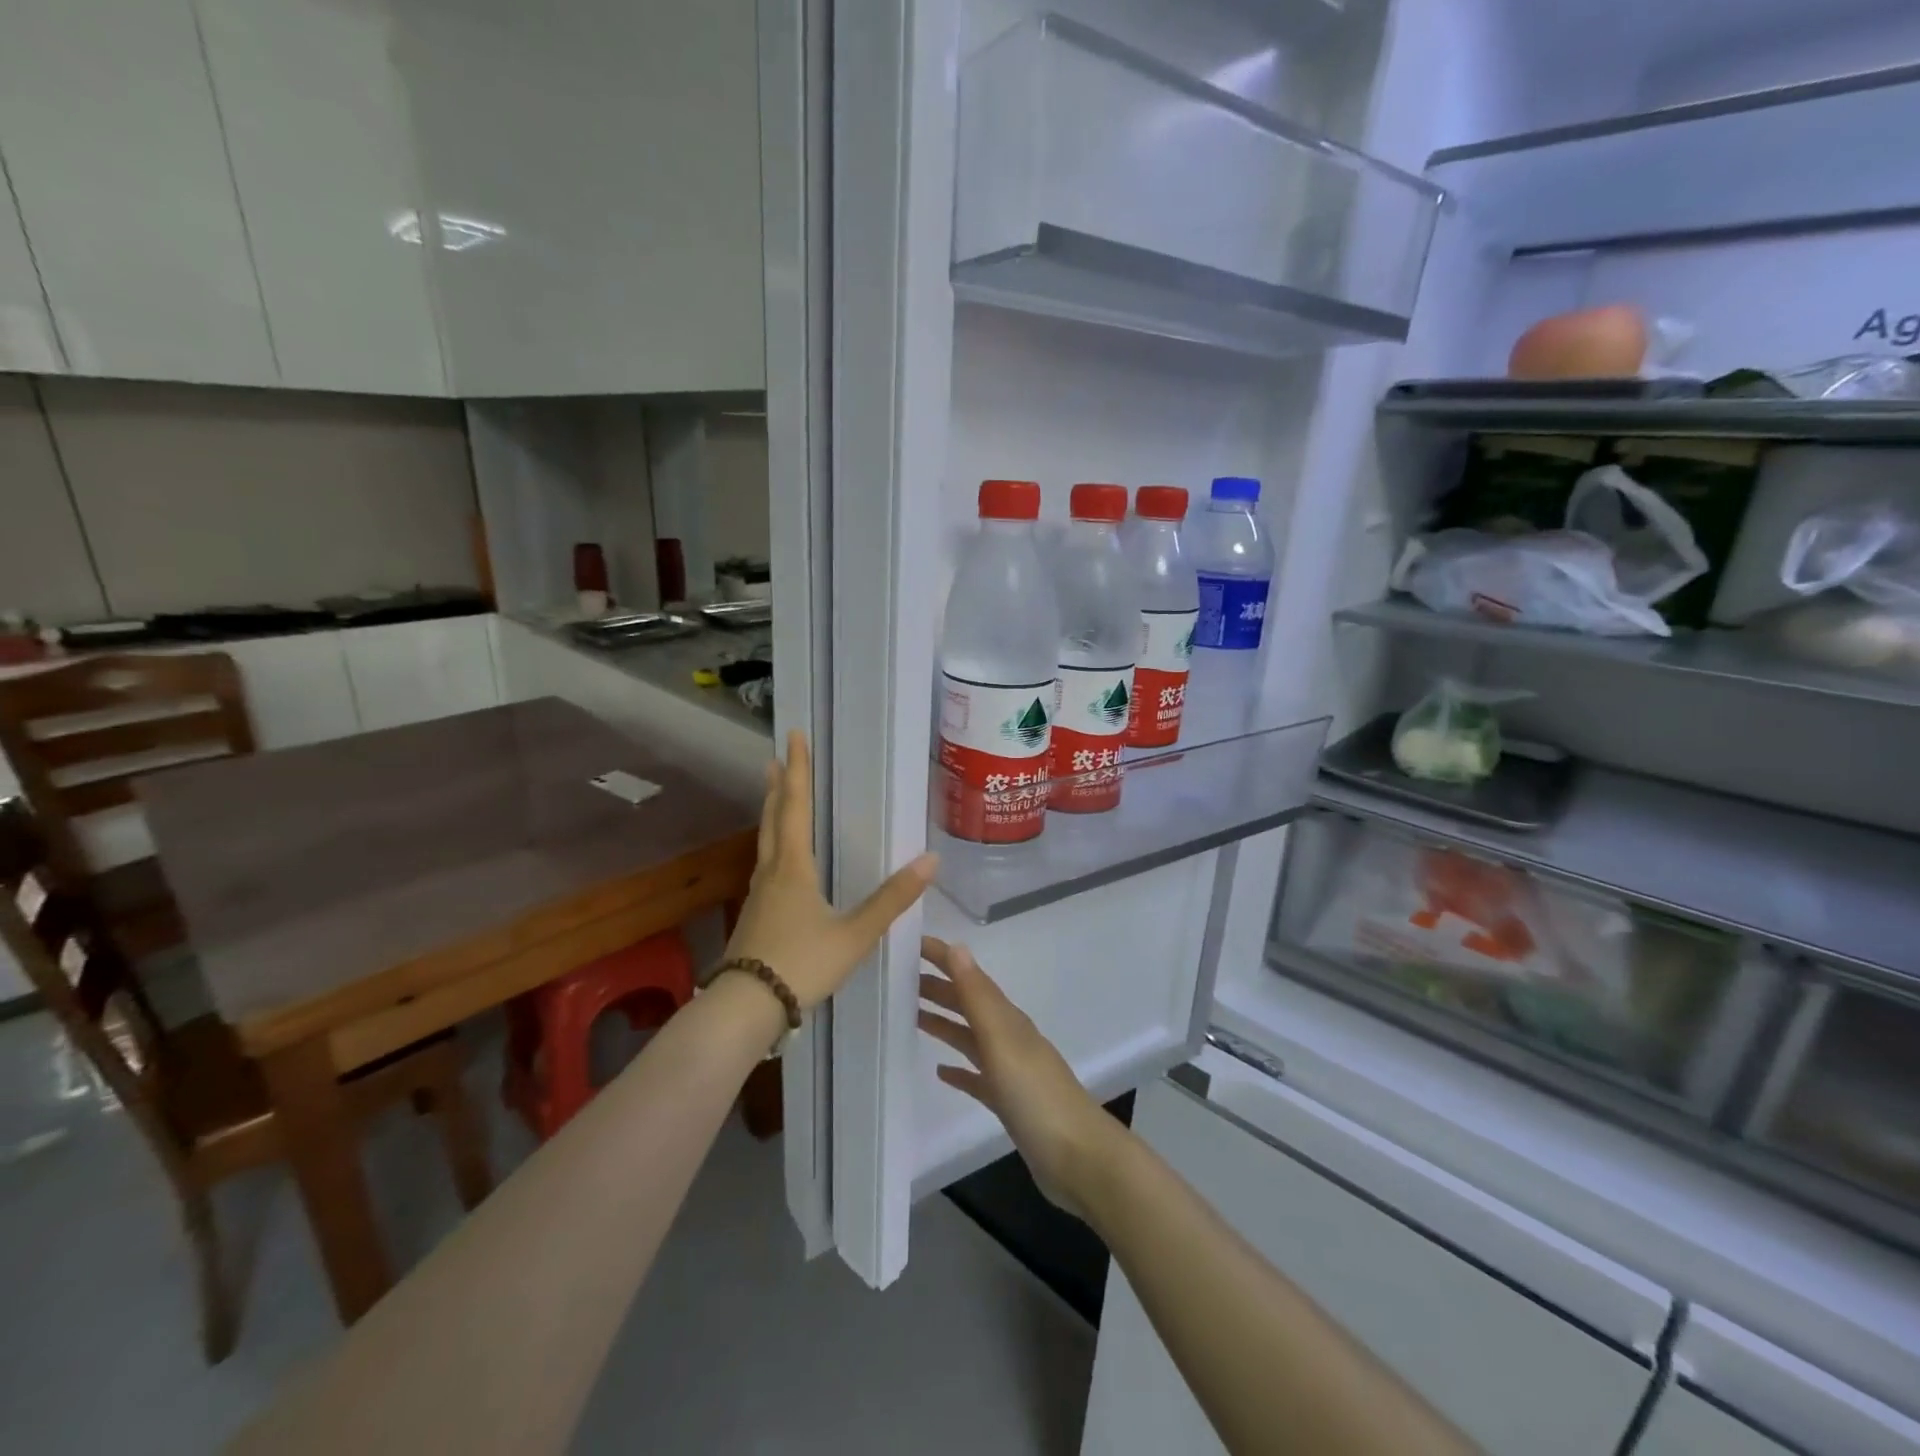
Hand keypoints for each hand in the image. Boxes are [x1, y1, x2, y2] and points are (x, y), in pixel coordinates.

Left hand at [724, 730, 935, 1010]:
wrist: (745, 1008)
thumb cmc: (802, 963)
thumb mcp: (855, 934)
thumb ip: (892, 899)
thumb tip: (931, 860)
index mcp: (793, 868)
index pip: (795, 807)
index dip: (797, 771)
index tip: (794, 737)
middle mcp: (771, 873)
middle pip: (773, 819)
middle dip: (778, 787)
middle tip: (776, 758)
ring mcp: (757, 896)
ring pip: (764, 843)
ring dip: (771, 814)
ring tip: (776, 798)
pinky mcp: (753, 917)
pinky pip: (765, 867)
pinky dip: (772, 847)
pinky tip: (779, 863)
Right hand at [917, 937, 1116, 1215]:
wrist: (1078, 1158)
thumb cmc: (1036, 1095)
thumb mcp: (1002, 1040)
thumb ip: (978, 996)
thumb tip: (957, 947)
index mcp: (1007, 1020)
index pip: (971, 979)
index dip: (944, 959)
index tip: (912, 944)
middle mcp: (1008, 1039)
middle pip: (968, 1006)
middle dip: (938, 989)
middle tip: (899, 980)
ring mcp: (1010, 1072)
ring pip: (970, 1038)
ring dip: (944, 1024)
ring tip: (913, 1016)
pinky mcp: (1008, 1103)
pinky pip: (977, 1078)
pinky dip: (958, 1070)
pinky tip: (940, 1073)